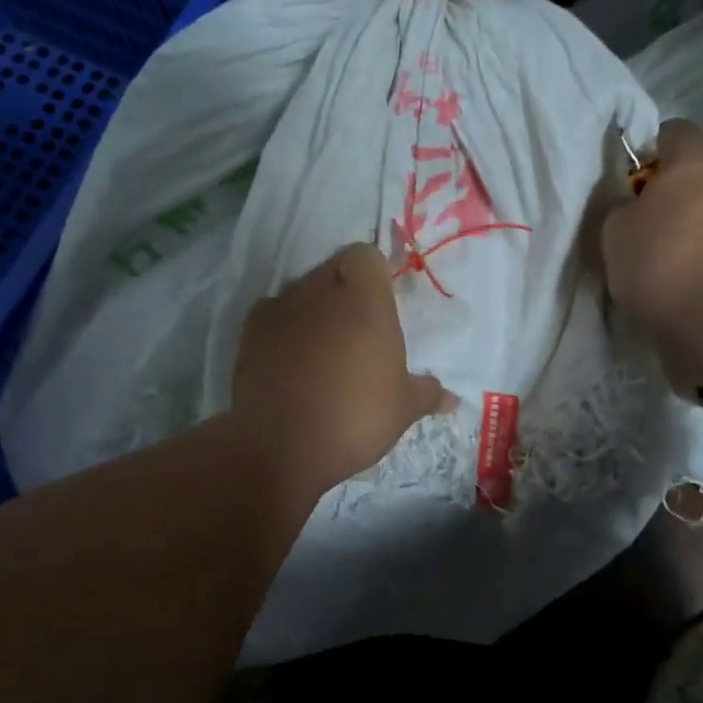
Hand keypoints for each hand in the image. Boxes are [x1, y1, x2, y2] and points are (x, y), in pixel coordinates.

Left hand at [231, 243, 450, 496]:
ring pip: (302, 292)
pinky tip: (291, 361)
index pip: (365, 255)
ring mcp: (280, 308)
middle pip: (333, 270)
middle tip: (357, 331)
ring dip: (313, 310)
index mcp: (364, 299)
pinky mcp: (250, 332)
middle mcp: (320, 292)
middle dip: (344, 292)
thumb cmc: (355, 417)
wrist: (280, 447)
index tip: (381, 303)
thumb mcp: (404, 409)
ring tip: (323, 350)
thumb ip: (428, 393)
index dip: (373, 274)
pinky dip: (284, 329)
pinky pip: (273, 316)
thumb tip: (452, 400)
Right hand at [601, 120, 702, 342]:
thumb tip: (633, 205)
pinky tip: (679, 276)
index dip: (647, 151)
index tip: (629, 181)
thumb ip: (621, 207)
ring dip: (687, 223)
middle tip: (639, 221)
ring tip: (658, 255)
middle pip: (695, 171)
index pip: (672, 131)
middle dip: (669, 191)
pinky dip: (702, 250)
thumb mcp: (614, 229)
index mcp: (695, 157)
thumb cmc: (660, 258)